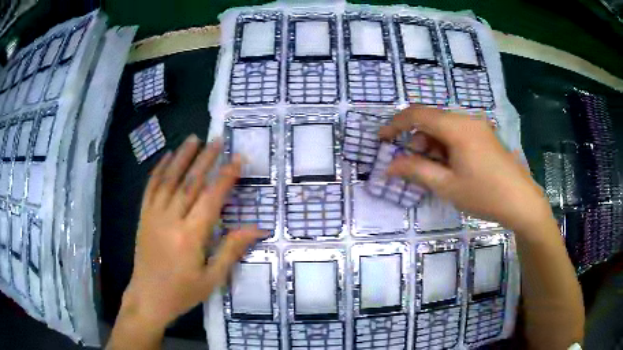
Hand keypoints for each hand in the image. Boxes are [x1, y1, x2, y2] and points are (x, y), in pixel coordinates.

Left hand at [120, 135, 264, 329]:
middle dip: (205, 159)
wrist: (148, 298)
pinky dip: (158, 170)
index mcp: (190, 237)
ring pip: (169, 180)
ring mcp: (153, 216)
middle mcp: (171, 220)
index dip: (226, 177)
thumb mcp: (212, 279)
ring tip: (194, 138)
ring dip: (182, 157)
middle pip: (190, 183)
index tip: (237, 158)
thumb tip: (256, 228)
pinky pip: (150, 188)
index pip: (211, 199)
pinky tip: (167, 156)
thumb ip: (231, 250)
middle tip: (217, 140)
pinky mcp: (143, 217)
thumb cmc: (183, 292)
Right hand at [379, 106, 550, 231]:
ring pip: (444, 129)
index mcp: (457, 127)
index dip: (395, 124)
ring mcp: (478, 127)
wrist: (522, 202)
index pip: (417, 114)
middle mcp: (467, 120)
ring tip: (435, 173)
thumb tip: (389, 166)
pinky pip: (457, 135)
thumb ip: (416, 171)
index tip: (381, 139)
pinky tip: (451, 169)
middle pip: (431, 122)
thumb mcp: (447, 186)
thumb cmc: (484, 194)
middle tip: (413, 168)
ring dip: (432, 147)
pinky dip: (446, 148)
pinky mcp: (484, 136)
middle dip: (416, 142)